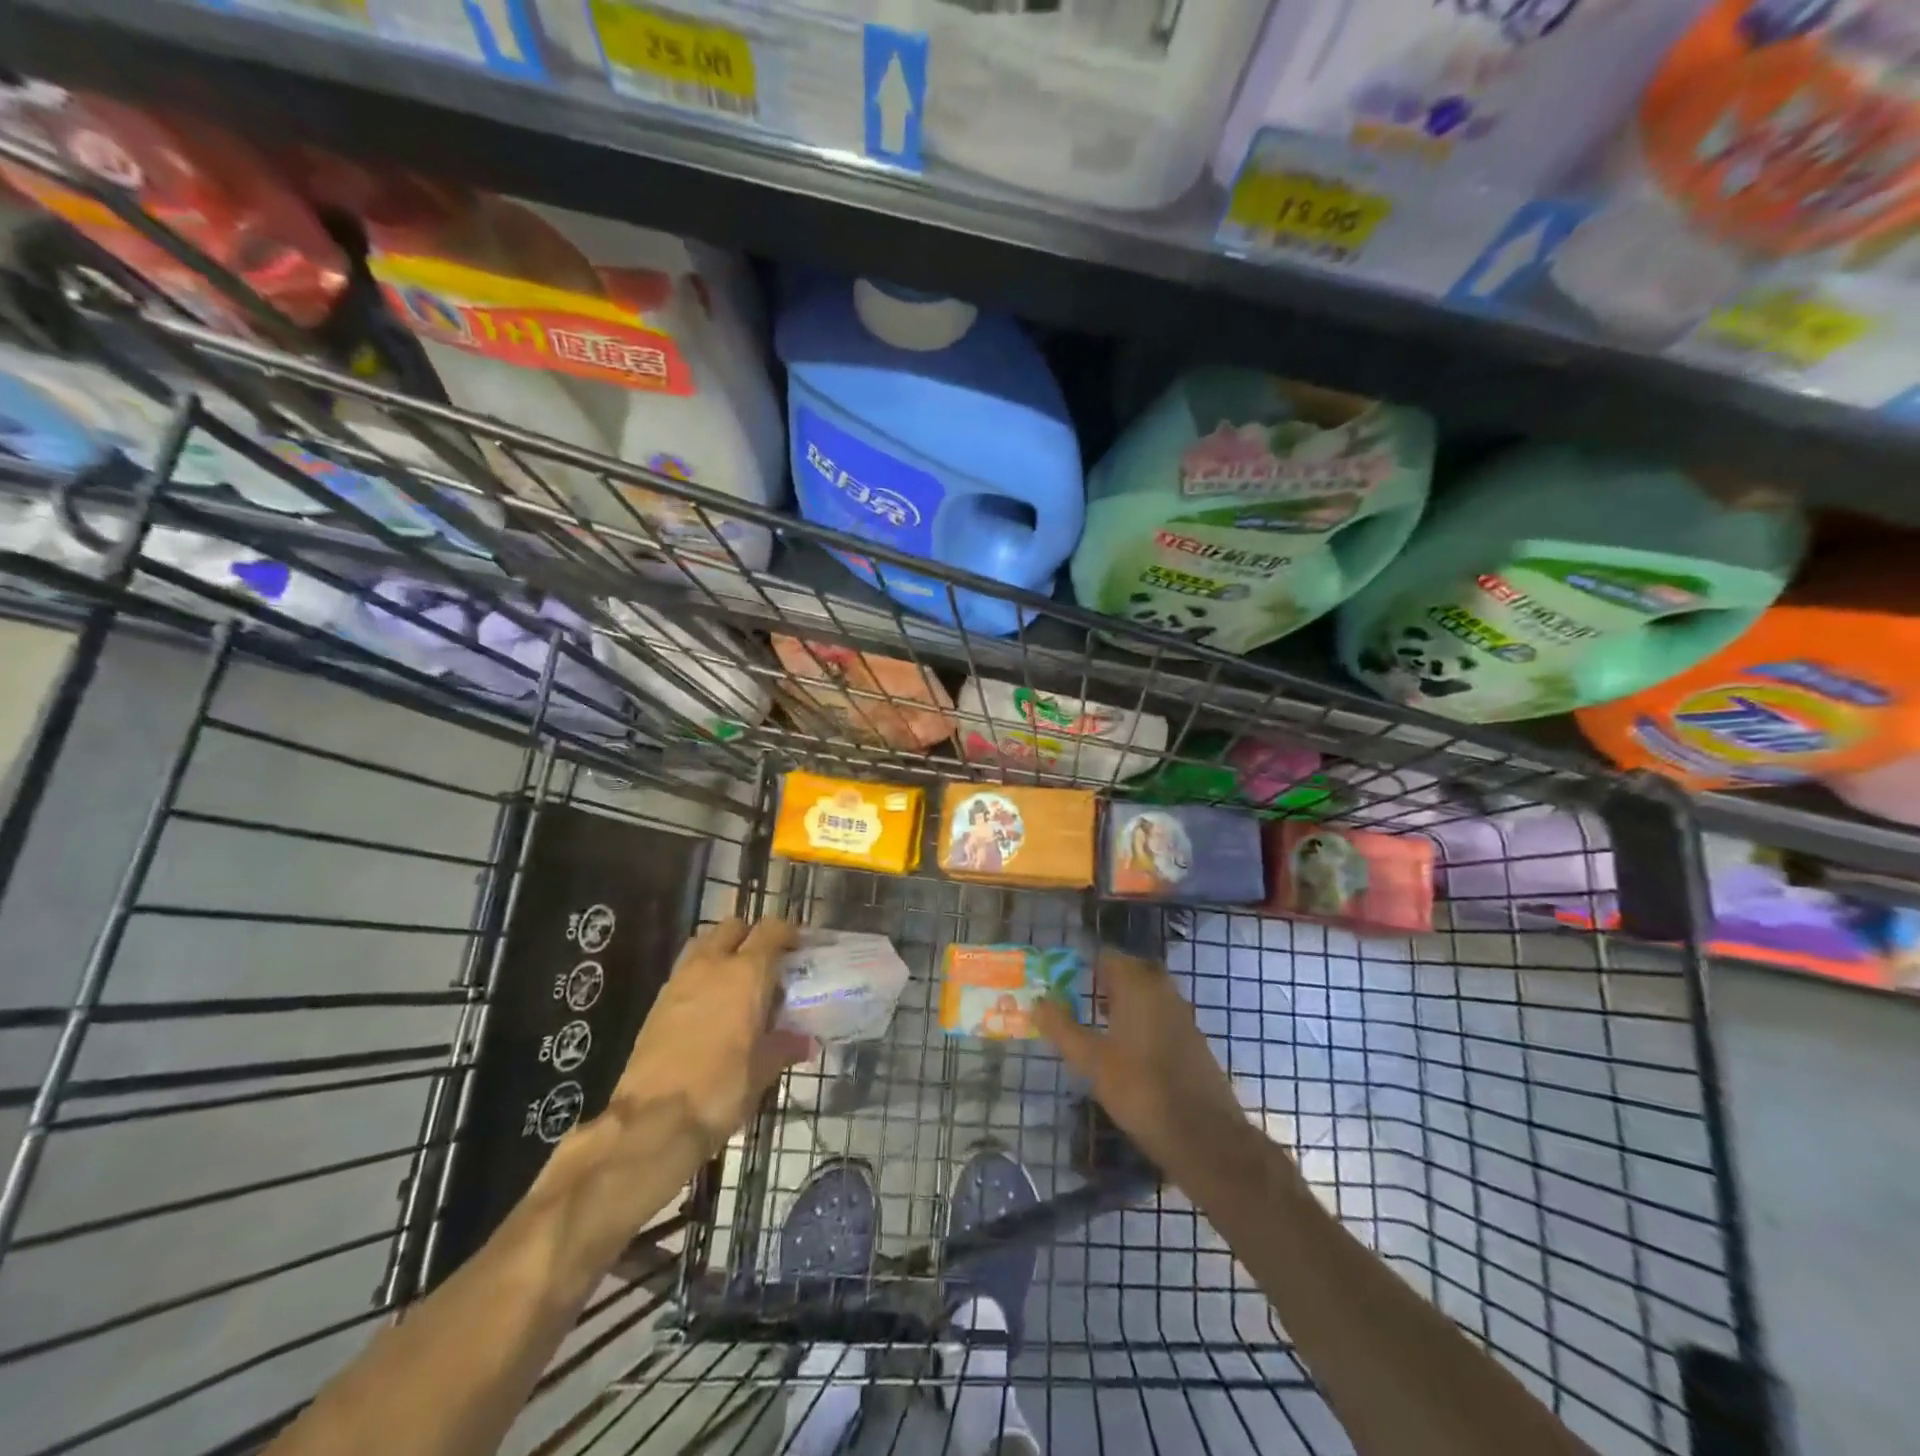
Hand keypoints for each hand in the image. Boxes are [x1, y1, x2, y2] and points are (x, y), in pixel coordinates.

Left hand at [605, 917, 812, 1163]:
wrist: (654, 1121)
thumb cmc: (721, 1089)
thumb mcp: (763, 1070)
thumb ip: (785, 1046)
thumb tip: (804, 1041)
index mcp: (746, 973)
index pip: (771, 930)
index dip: (788, 932)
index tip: (799, 947)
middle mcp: (712, 965)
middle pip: (733, 927)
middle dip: (752, 936)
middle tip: (767, 962)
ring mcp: (680, 980)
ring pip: (704, 943)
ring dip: (722, 950)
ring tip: (736, 979)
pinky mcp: (657, 1002)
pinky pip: (685, 970)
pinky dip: (701, 975)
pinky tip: (710, 1005)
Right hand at [1035, 951, 1260, 1194]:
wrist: (1203, 1135)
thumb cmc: (1140, 1089)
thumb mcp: (1091, 1061)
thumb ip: (1062, 1028)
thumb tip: (1037, 1002)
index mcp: (1138, 985)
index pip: (1108, 956)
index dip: (1085, 966)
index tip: (1065, 983)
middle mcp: (1163, 990)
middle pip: (1131, 970)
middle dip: (1106, 981)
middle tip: (1082, 1001)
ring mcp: (1182, 1014)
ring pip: (1148, 992)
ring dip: (1125, 1000)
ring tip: (1100, 1025)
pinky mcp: (1193, 1038)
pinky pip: (1162, 1013)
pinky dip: (1144, 1019)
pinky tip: (1129, 1050)